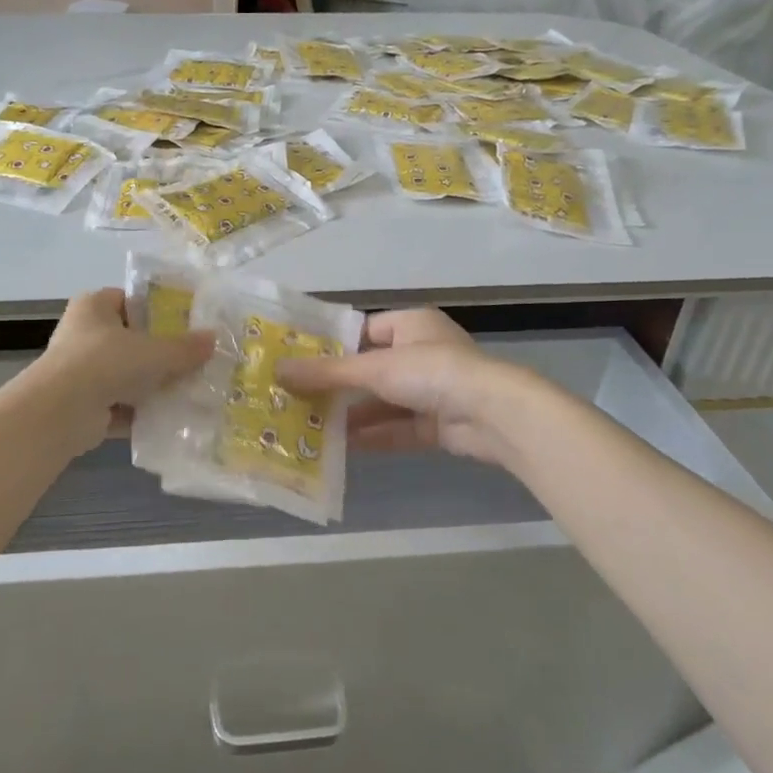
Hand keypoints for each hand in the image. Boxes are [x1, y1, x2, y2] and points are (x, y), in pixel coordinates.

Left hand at [31, 288, 213, 452]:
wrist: (60, 412)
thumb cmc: (105, 362)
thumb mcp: (154, 351)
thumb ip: (184, 347)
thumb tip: (214, 339)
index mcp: (94, 306)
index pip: (130, 300)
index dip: (159, 310)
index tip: (188, 324)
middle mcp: (83, 334)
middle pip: (131, 340)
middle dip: (160, 353)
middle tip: (195, 360)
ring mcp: (81, 371)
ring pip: (127, 375)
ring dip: (153, 385)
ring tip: (191, 390)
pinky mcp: (83, 405)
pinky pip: (121, 405)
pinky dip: (142, 412)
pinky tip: (172, 418)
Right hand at [275, 308, 535, 467]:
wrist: (494, 415)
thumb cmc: (432, 372)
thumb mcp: (373, 369)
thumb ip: (326, 373)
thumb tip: (277, 370)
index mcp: (412, 325)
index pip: (364, 330)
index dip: (333, 346)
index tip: (299, 363)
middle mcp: (423, 353)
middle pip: (371, 369)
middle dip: (338, 386)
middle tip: (298, 398)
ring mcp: (433, 390)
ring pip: (383, 402)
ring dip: (352, 414)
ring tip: (311, 426)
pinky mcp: (439, 424)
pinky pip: (398, 427)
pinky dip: (373, 435)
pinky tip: (340, 447)